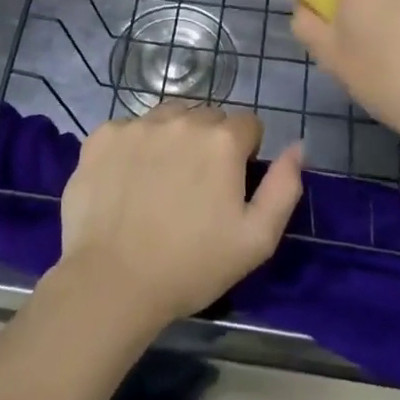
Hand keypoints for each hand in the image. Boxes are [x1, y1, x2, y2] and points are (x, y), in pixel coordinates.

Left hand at [56, 104, 303, 328]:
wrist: (112, 283)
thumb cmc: (191, 266)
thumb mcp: (257, 240)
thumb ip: (284, 187)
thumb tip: (297, 146)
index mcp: (222, 140)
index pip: (247, 124)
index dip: (245, 153)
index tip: (231, 185)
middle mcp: (181, 120)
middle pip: (207, 116)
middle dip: (209, 142)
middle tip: (196, 187)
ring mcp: (137, 124)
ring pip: (168, 117)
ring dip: (173, 138)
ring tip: (161, 181)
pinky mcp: (103, 136)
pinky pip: (129, 129)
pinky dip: (133, 147)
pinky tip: (128, 182)